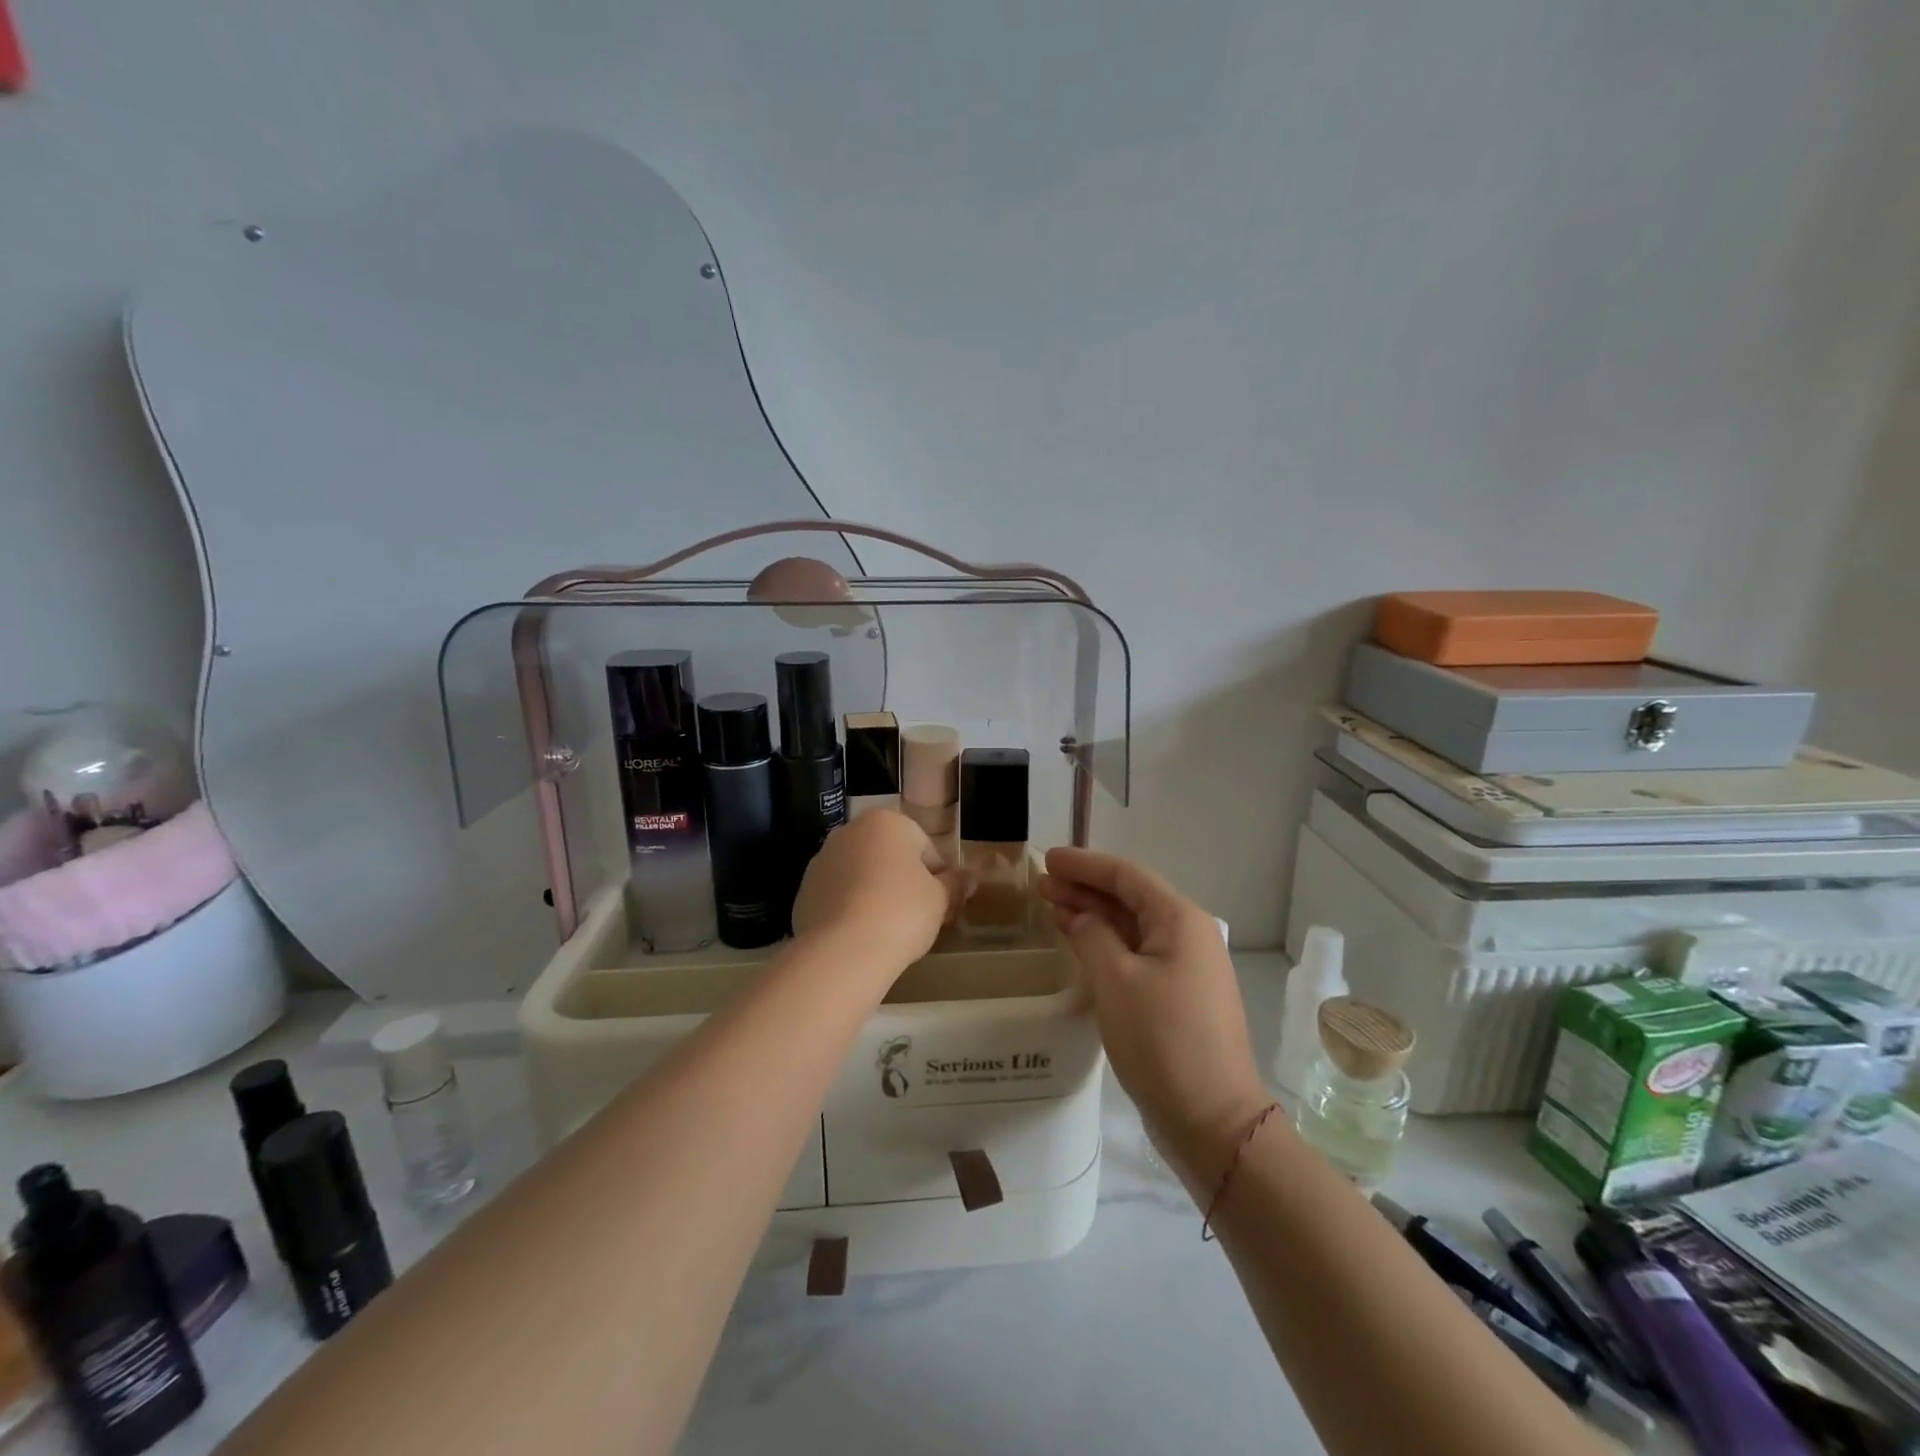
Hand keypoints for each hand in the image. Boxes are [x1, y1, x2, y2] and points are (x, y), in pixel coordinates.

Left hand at [792, 811, 960, 971]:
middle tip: (918, 917)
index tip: (942, 904)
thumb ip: (955, 884)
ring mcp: (821, 860)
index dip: (938, 877)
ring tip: (888, 930)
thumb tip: (971, 877)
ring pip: (860, 875)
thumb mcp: (940, 899)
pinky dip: (850, 910)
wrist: (842, 951)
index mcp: (886, 822)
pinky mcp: (803, 891)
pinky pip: (837, 897)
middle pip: (888, 856)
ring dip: (875, 894)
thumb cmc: (901, 912)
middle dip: (903, 881)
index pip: (924, 846)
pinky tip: (861, 937)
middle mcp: (849, 832)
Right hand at [1039, 847, 1268, 1194]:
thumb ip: (1093, 936)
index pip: (1127, 876)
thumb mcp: (1117, 981)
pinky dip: (1105, 943)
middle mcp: (1188, 934)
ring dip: (1093, 915)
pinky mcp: (1177, 995)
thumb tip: (1082, 917)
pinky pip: (1136, 953)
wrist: (1212, 1120)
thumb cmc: (1162, 1041)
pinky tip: (1079, 941)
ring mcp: (1185, 966)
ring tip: (1052, 906)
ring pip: (1131, 926)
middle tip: (1042, 884)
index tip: (1049, 859)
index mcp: (1180, 920)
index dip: (1085, 864)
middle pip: (1130, 898)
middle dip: (1085, 888)